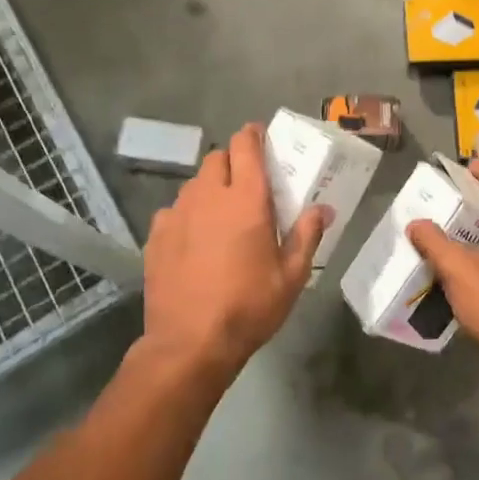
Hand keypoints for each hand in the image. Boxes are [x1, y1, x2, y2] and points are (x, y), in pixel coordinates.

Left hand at [141, 122, 328, 381]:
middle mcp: (209, 197)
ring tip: (221, 214)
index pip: (246, 146)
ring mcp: (177, 214)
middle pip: (217, 158)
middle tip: (247, 184)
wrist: (190, 344)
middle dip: (233, 161)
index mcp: (247, 200)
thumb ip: (307, 235)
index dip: (253, 135)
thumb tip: (323, 209)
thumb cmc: (249, 307)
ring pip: (195, 184)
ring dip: (210, 188)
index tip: (261, 138)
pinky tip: (194, 240)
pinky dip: (186, 215)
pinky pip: (173, 210)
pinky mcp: (156, 236)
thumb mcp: (291, 277)